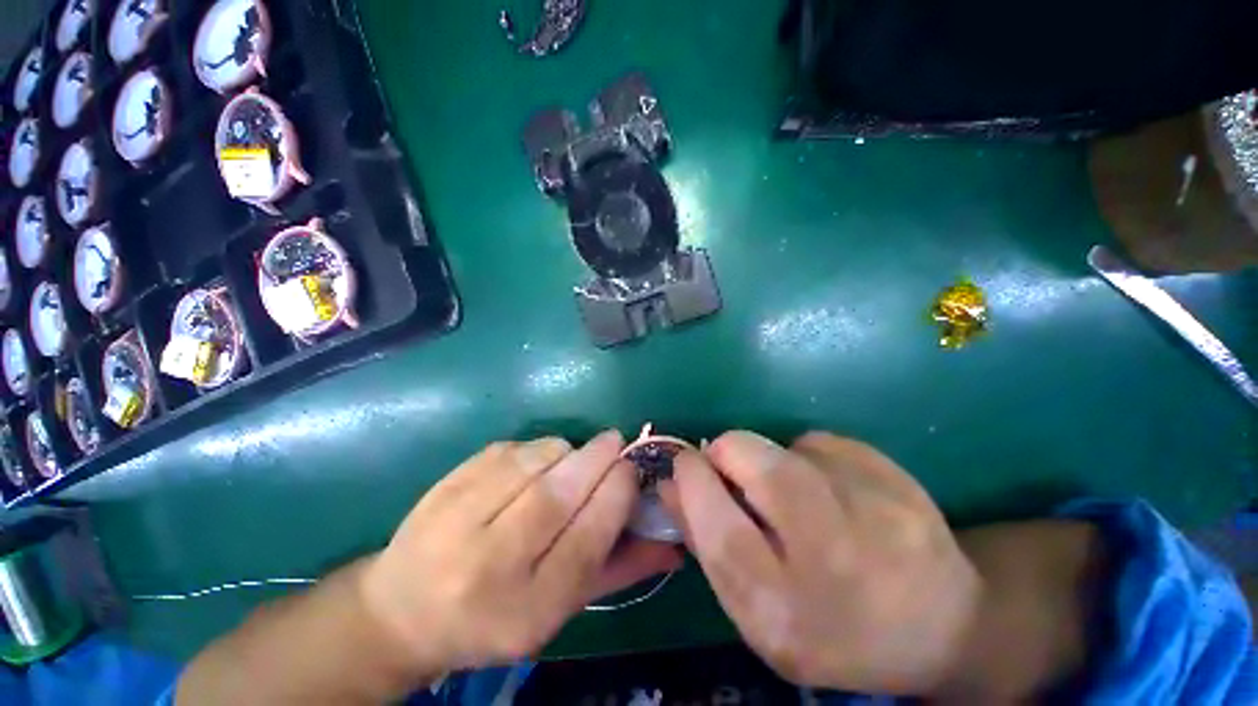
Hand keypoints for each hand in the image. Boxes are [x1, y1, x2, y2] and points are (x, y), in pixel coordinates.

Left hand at [359, 431, 681, 678]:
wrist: (403, 610)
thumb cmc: (495, 617)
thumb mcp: (560, 610)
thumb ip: (619, 572)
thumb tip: (671, 542)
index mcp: (527, 608)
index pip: (587, 538)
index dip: (617, 493)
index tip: (631, 467)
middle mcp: (490, 565)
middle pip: (558, 494)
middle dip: (597, 458)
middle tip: (615, 442)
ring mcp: (460, 520)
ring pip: (534, 461)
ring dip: (566, 450)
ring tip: (572, 459)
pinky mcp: (446, 485)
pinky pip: (509, 449)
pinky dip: (534, 448)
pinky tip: (533, 464)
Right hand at [660, 431, 981, 693]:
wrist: (942, 627)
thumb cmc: (829, 631)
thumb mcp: (755, 613)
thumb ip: (706, 544)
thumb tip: (670, 483)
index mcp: (784, 608)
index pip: (717, 522)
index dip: (692, 480)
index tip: (684, 464)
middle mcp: (832, 555)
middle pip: (752, 461)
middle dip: (726, 453)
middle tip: (733, 473)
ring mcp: (874, 509)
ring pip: (785, 447)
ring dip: (769, 460)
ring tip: (791, 496)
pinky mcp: (897, 478)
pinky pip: (820, 442)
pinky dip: (808, 457)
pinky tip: (830, 490)